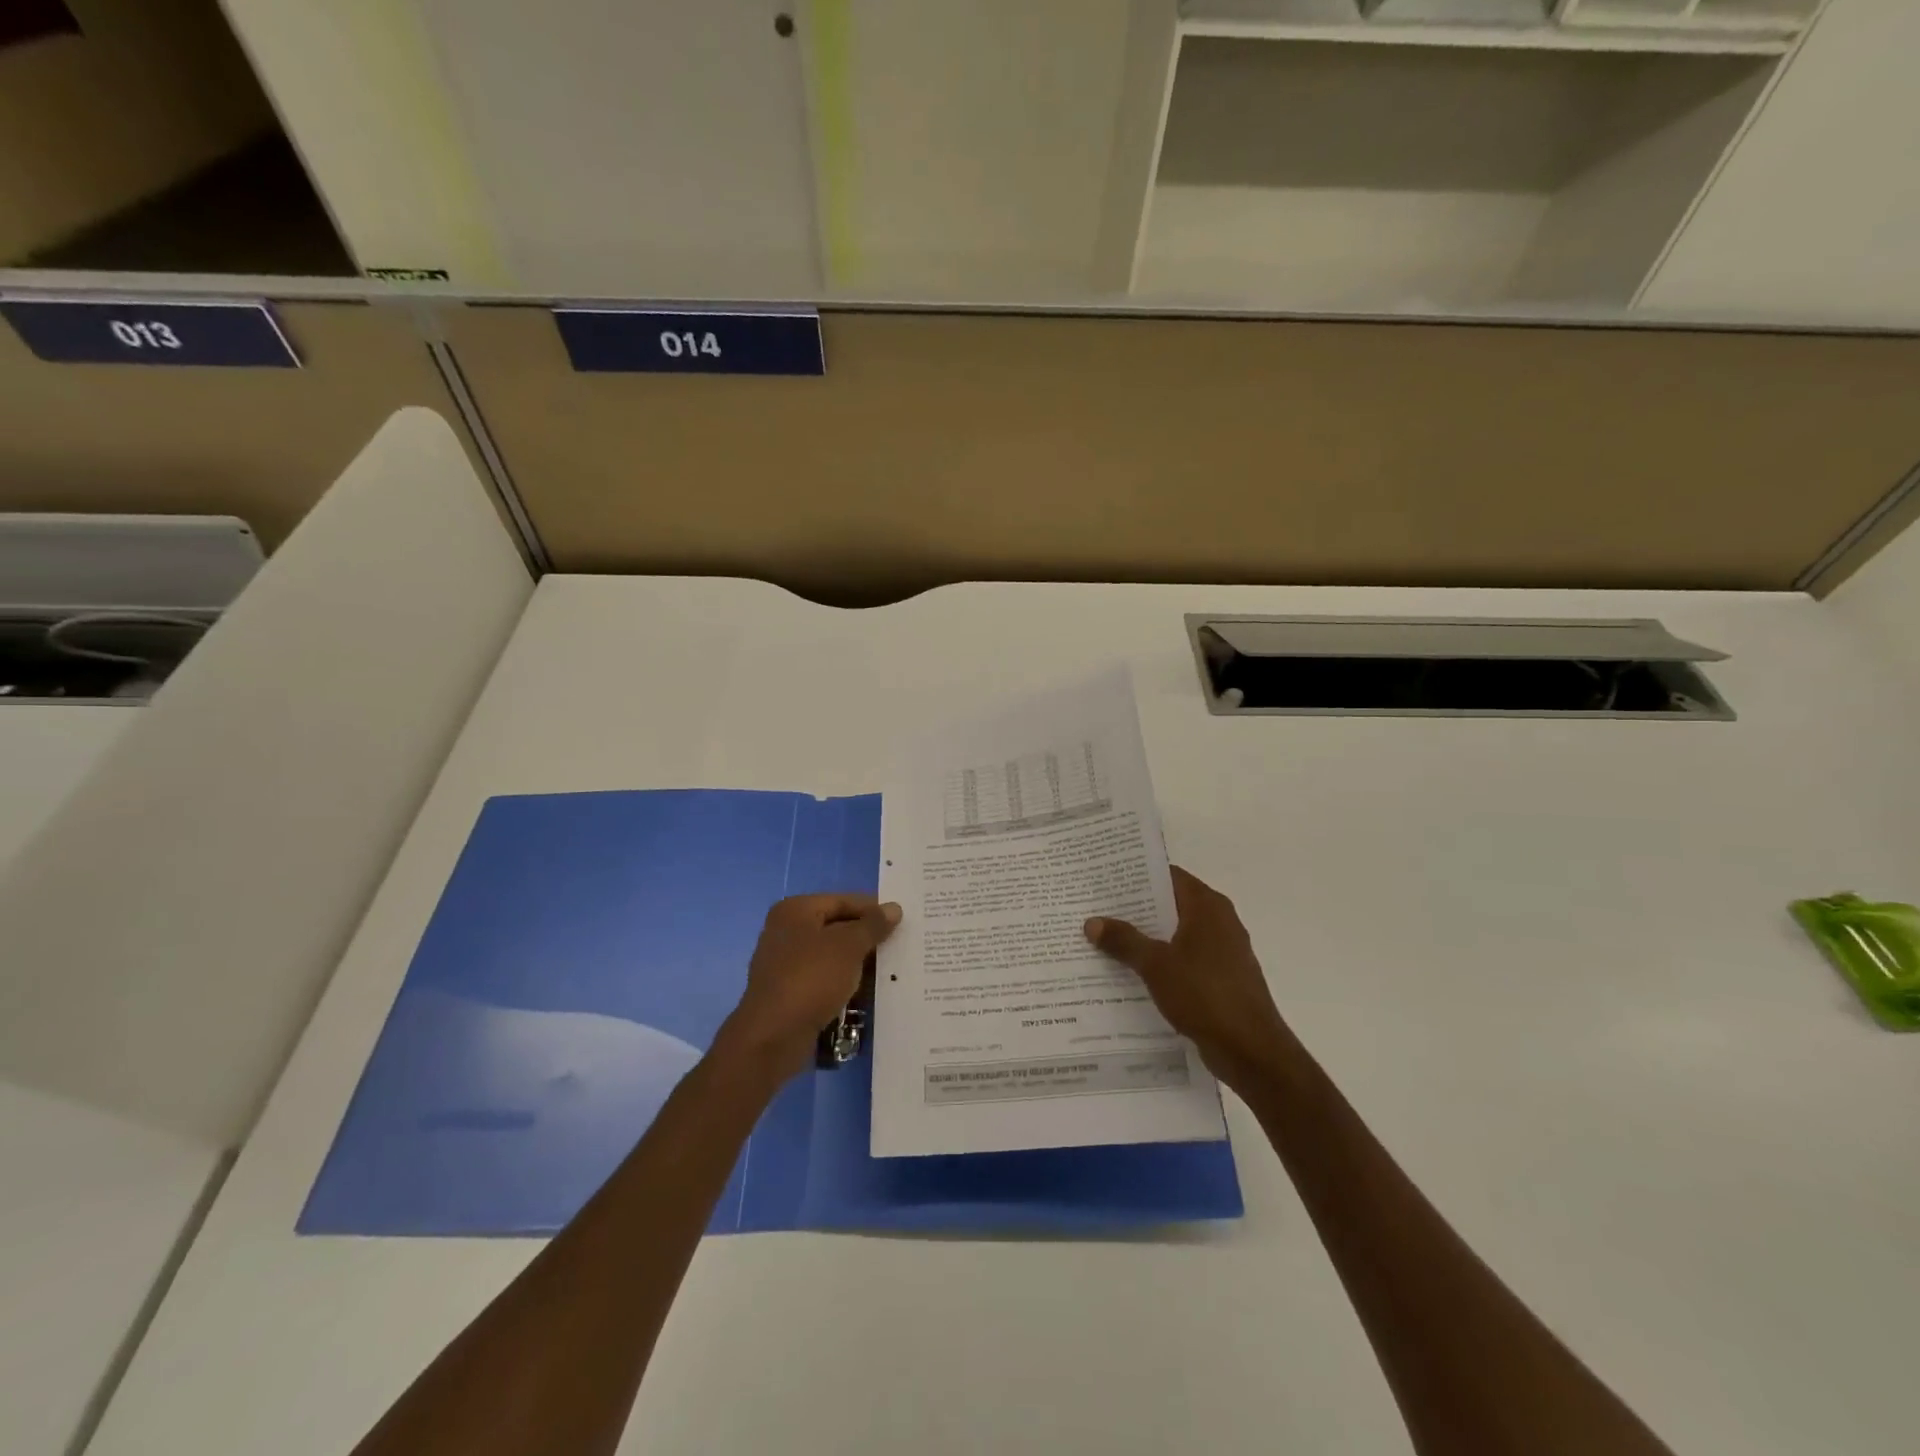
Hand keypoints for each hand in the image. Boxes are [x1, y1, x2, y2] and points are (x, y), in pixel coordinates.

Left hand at [715, 893, 900, 1083]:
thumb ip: (873, 925)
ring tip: (892, 971)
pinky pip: (826, 981)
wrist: (773, 1037)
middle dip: (868, 939)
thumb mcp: (849, 946)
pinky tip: (869, 994)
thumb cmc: (811, 979)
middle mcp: (787, 932)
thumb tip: (893, 908)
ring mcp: (786, 964)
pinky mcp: (791, 993)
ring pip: (833, 957)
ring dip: (859, 964)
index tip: (903, 921)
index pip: (843, 901)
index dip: (873, 909)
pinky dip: (846, 984)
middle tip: (901, 946)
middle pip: (838, 928)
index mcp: (795, 910)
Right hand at [1084, 867, 1289, 1089]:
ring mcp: (1223, 951)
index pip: (1168, 876)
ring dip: (1147, 937)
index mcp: (1207, 906)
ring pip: (1177, 934)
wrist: (1251, 1050)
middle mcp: (1219, 921)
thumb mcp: (1155, 965)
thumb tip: (1092, 922)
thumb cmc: (1204, 994)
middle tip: (1097, 908)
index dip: (1137, 875)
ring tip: (1107, 939)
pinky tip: (1132, 972)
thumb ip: (1124, 941)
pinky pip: (1185, 959)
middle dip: (1136, 908)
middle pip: (1171, 904)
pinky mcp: (1222, 978)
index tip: (1106, 879)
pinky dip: (1162, 961)